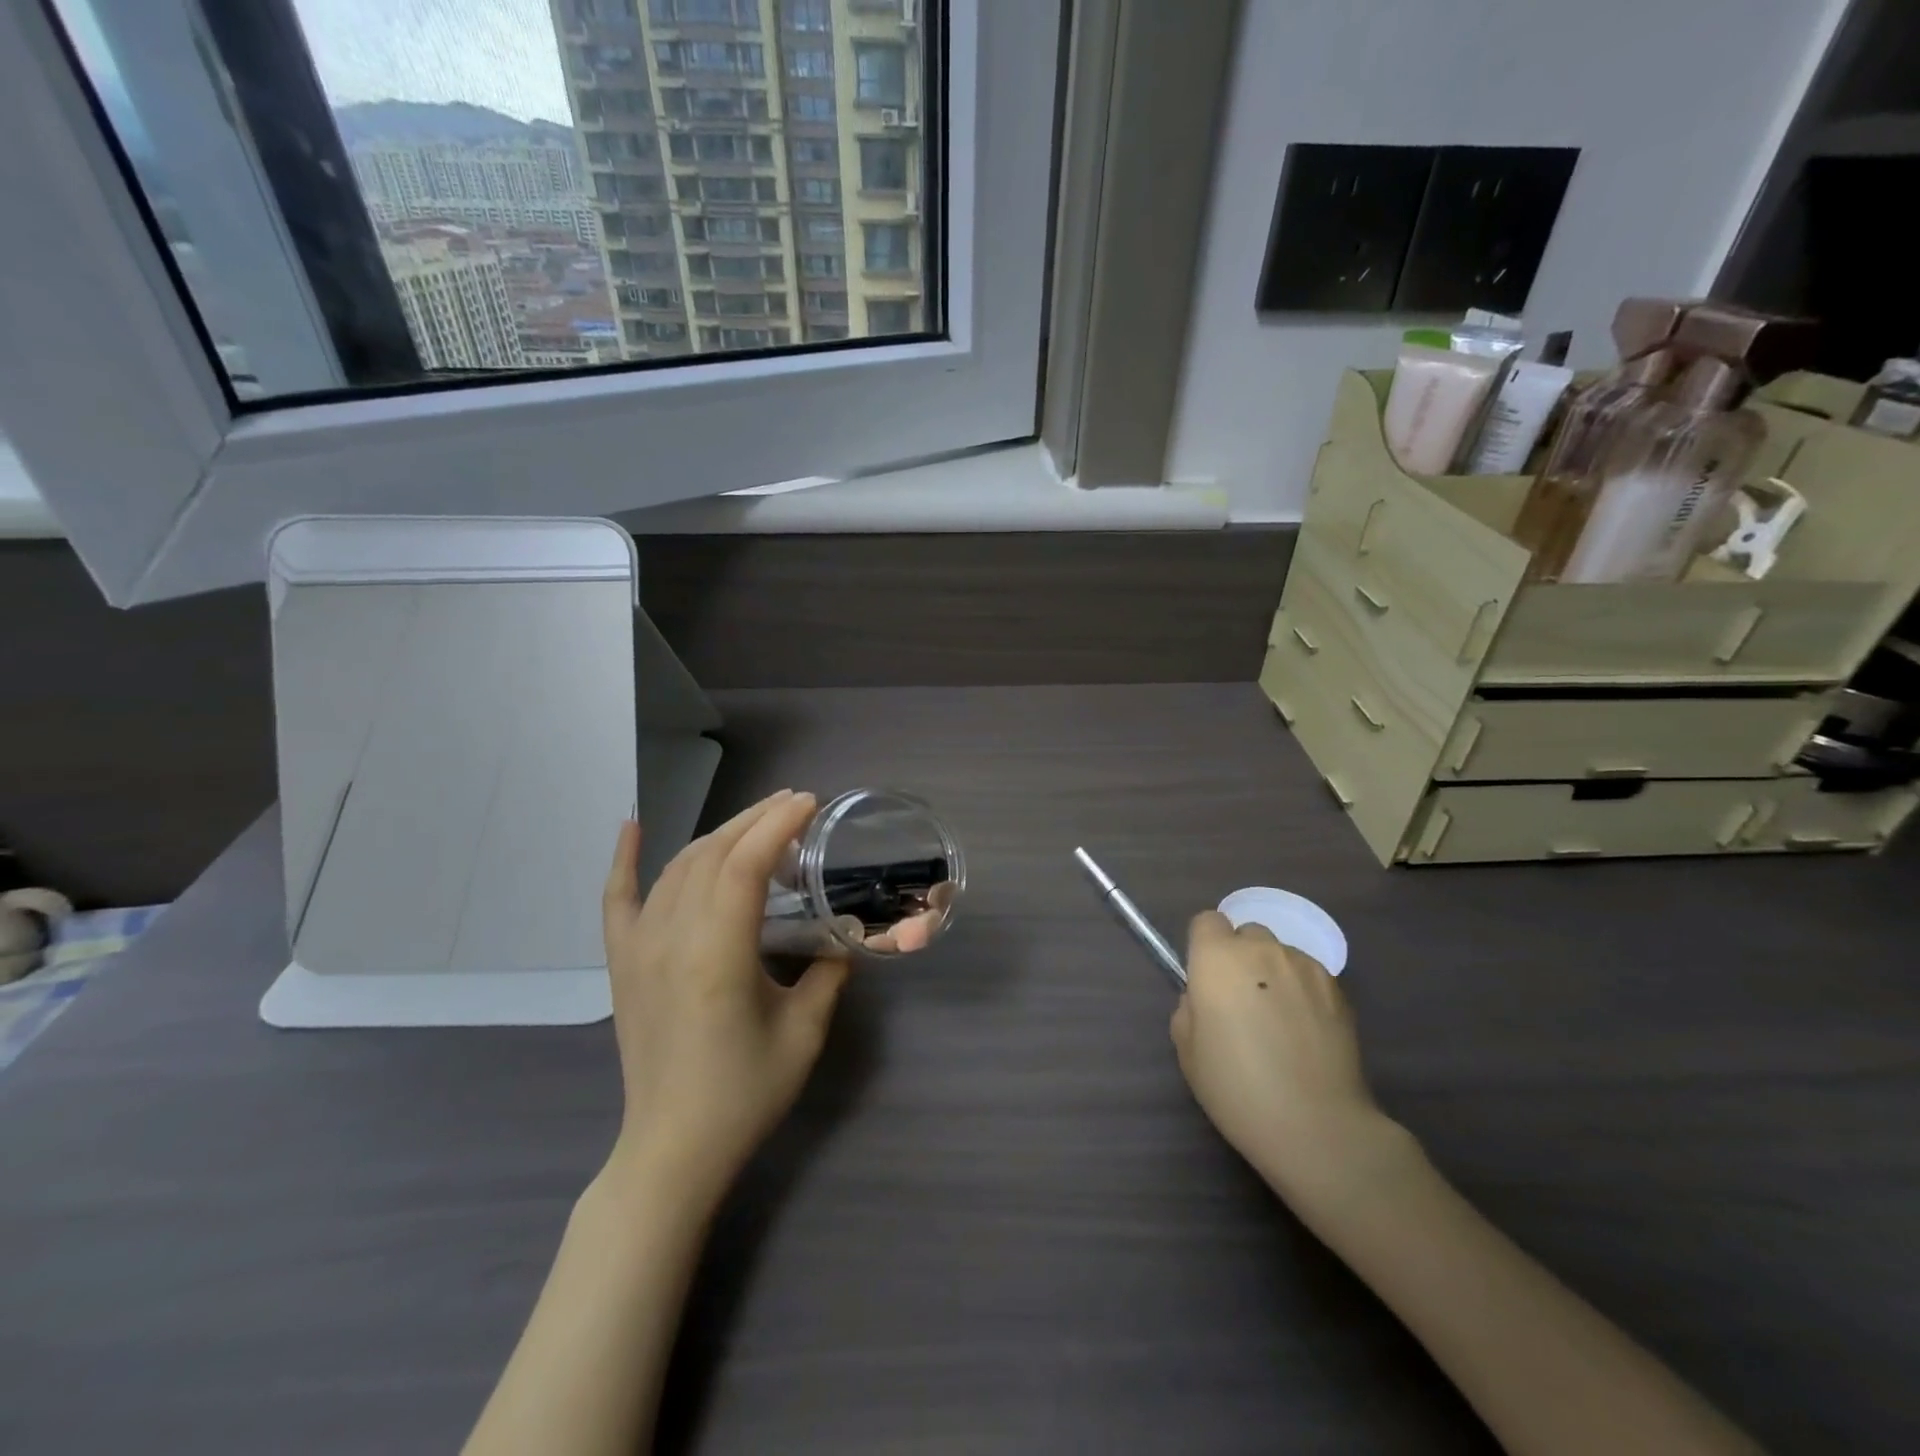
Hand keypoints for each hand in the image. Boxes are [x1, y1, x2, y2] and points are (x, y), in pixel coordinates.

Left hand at [601, 791, 849, 1201]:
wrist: (672, 1147)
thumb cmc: (744, 1094)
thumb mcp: (804, 1032)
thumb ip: (829, 973)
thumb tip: (845, 936)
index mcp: (717, 954)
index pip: (745, 865)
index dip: (778, 825)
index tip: (810, 804)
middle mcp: (671, 938)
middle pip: (712, 854)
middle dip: (755, 819)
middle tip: (794, 804)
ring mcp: (640, 947)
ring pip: (678, 866)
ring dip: (719, 833)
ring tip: (757, 820)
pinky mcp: (623, 961)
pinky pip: (618, 898)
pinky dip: (623, 858)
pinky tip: (632, 824)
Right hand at [1171, 912, 1405, 1211]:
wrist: (1316, 1126)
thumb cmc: (1237, 1088)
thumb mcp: (1188, 1051)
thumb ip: (1190, 1008)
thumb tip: (1205, 996)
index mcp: (1217, 958)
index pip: (1206, 921)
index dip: (1204, 947)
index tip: (1206, 980)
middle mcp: (1262, 950)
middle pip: (1247, 934)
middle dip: (1240, 958)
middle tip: (1241, 1004)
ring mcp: (1305, 967)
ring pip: (1280, 955)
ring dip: (1274, 975)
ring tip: (1280, 1023)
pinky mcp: (1339, 989)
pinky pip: (1309, 977)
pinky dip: (1303, 992)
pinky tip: (1306, 1033)